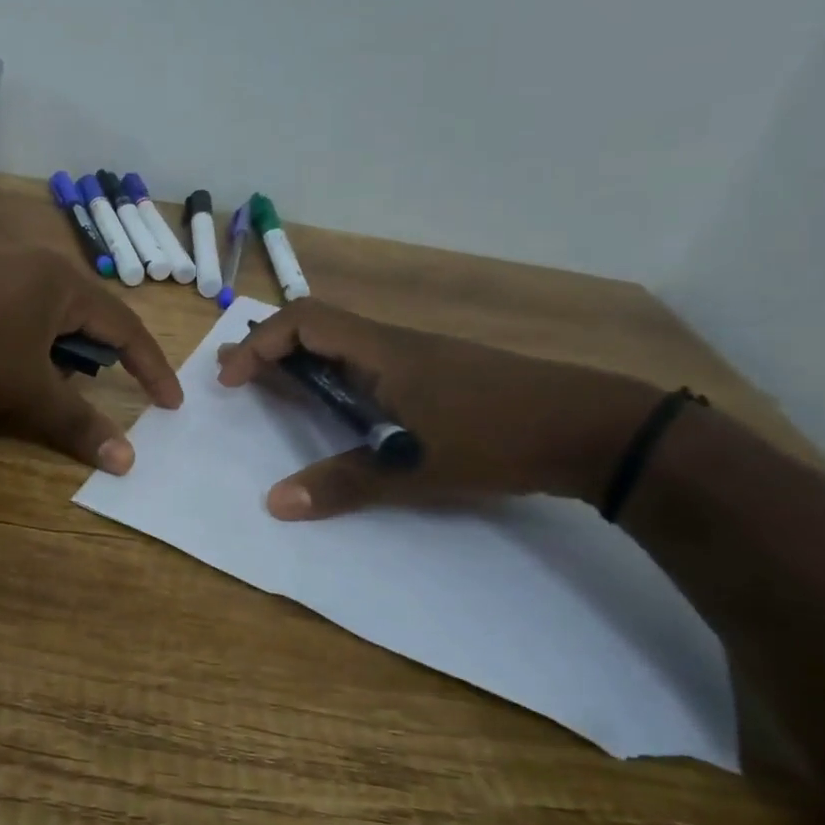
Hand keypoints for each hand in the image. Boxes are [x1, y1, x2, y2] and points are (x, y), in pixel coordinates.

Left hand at [0, 251, 182, 472]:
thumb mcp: (27, 390)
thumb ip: (79, 422)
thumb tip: (127, 461)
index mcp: (62, 282)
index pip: (125, 327)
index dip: (150, 368)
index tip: (169, 404)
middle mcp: (36, 267)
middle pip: (88, 320)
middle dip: (97, 362)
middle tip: (98, 396)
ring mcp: (0, 272)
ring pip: (51, 321)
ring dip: (59, 358)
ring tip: (44, 388)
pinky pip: (19, 318)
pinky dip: (29, 348)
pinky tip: (7, 369)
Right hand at [216, 298, 656, 518]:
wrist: (592, 428)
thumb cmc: (495, 438)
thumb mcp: (412, 468)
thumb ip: (342, 483)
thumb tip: (273, 503)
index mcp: (382, 351)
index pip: (304, 322)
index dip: (259, 344)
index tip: (232, 381)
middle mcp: (394, 344)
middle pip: (317, 327)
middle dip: (270, 349)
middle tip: (237, 380)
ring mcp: (419, 358)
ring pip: (344, 346)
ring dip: (302, 363)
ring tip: (274, 391)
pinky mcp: (437, 375)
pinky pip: (368, 364)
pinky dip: (334, 377)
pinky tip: (339, 409)